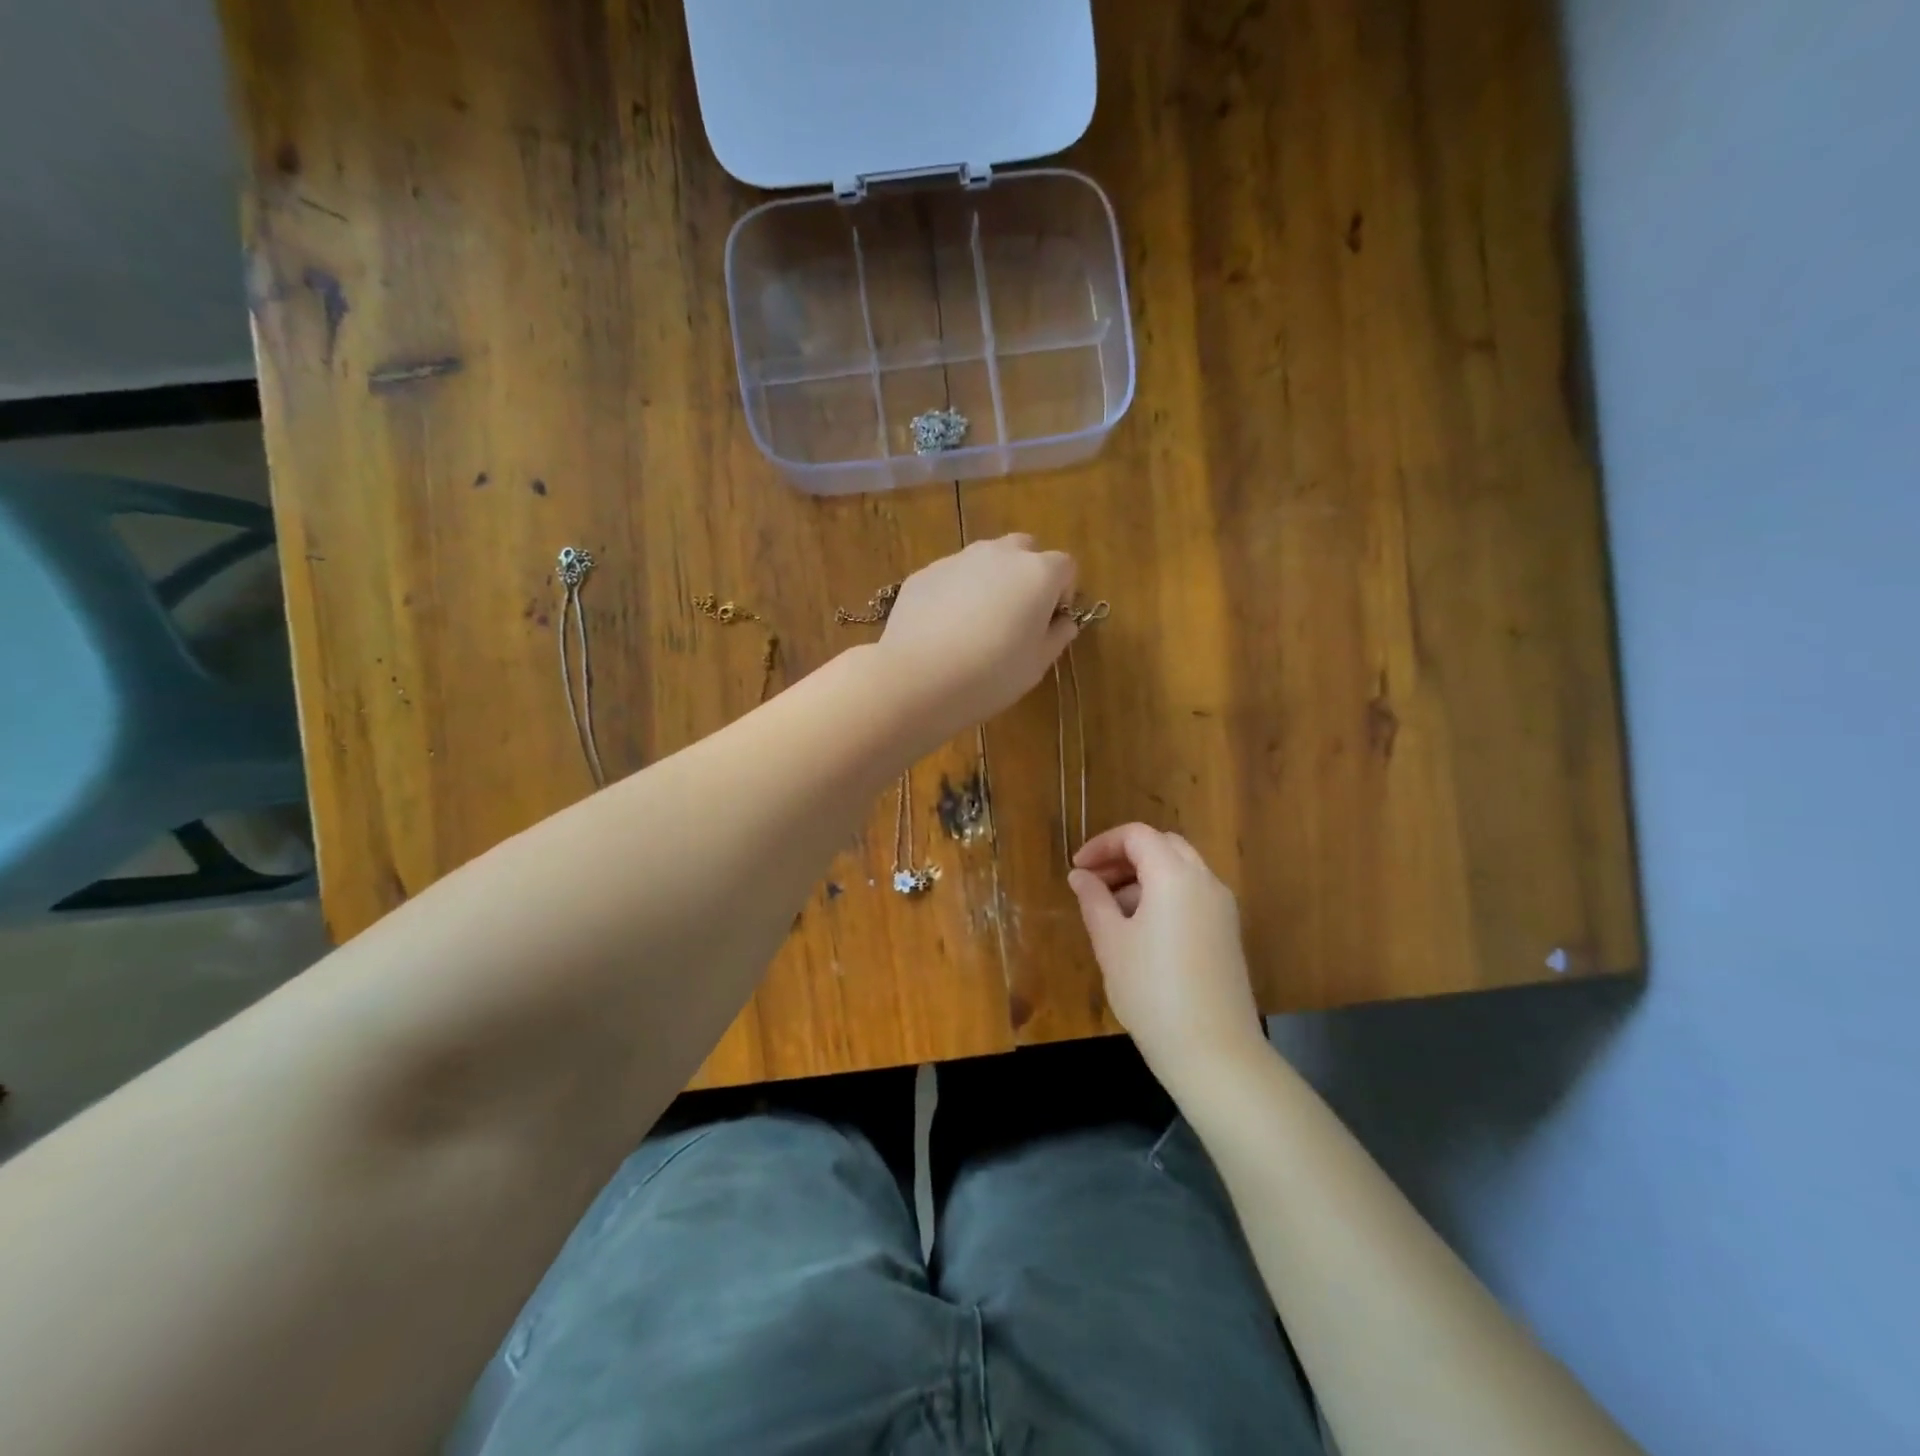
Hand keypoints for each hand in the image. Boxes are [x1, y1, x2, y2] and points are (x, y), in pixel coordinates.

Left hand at [874, 535, 1078, 747]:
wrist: (917, 679)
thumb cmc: (990, 676)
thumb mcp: (1035, 666)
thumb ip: (1056, 637)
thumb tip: (1063, 622)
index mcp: (1037, 574)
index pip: (1065, 566)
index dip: (1062, 593)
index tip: (1050, 622)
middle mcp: (1000, 554)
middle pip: (1024, 550)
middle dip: (1027, 575)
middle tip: (1017, 615)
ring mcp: (958, 559)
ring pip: (985, 559)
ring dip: (991, 580)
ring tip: (977, 623)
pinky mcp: (925, 572)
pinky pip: (952, 576)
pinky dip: (956, 592)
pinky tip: (944, 629)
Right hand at [1068, 824, 1267, 1087]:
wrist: (1213, 1051)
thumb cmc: (1151, 990)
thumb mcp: (1111, 942)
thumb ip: (1093, 900)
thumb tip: (1080, 876)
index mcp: (1174, 875)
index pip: (1137, 836)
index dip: (1102, 844)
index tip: (1077, 868)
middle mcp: (1205, 881)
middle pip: (1163, 846)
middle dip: (1125, 856)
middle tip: (1093, 881)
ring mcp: (1222, 907)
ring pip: (1180, 870)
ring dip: (1143, 876)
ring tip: (1111, 910)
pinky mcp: (1227, 932)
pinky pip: (1192, 894)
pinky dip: (1164, 895)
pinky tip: (1140, 930)